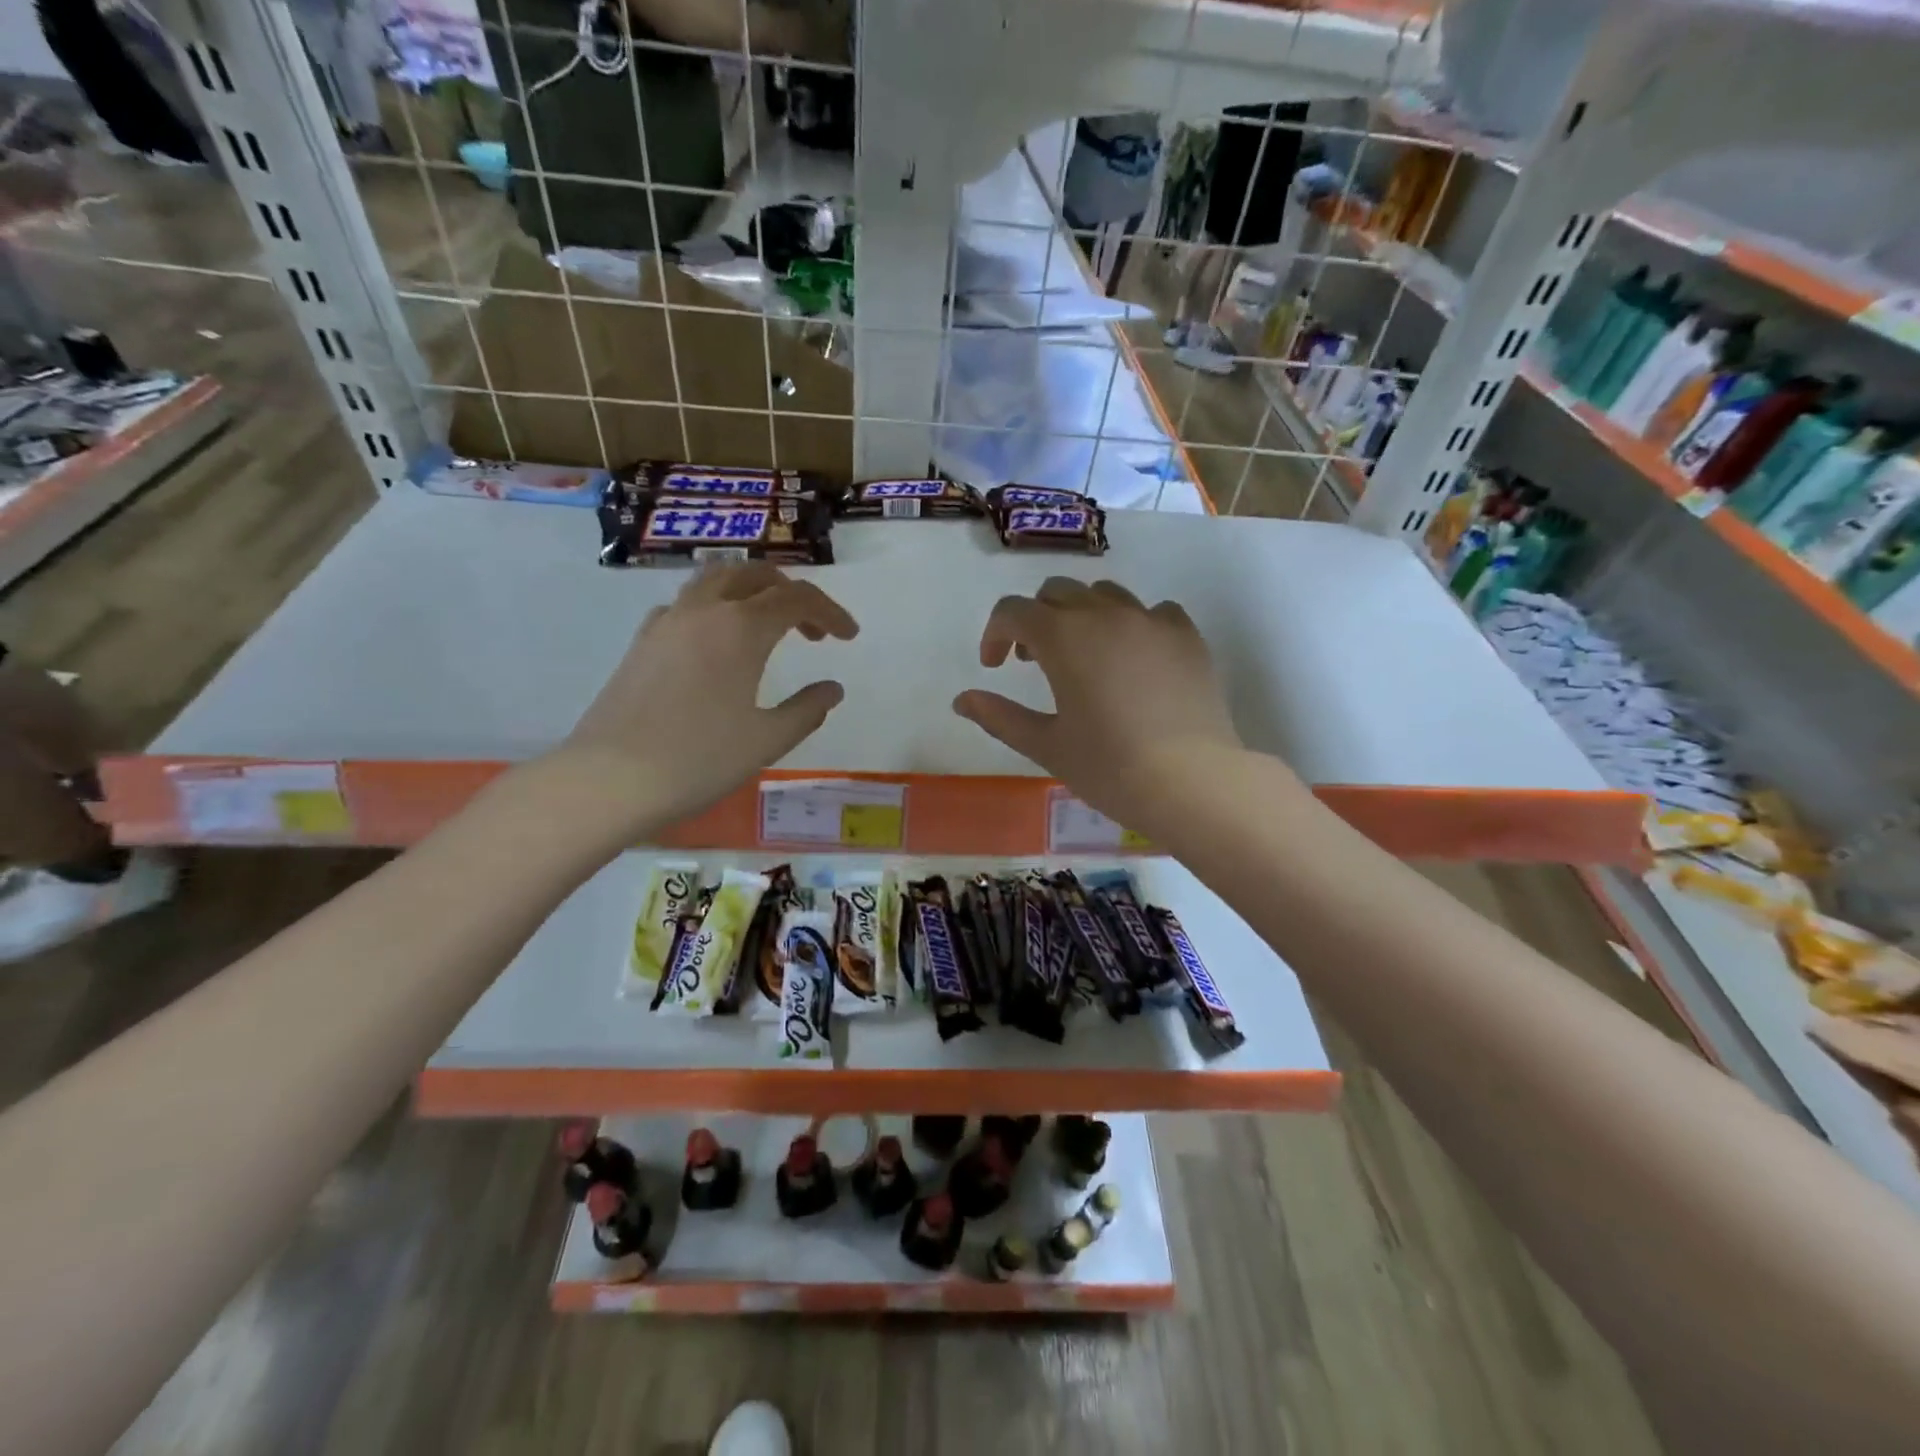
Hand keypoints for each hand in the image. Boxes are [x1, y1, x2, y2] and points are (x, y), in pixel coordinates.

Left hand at [556, 562, 857, 829]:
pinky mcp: (642, 642)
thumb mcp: (767, 740)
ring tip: (766, 626)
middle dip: (791, 594)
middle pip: (755, 575)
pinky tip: (716, 644)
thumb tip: (832, 689)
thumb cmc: (699, 759)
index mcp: (742, 628)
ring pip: (715, 580)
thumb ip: (806, 709)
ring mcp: (667, 622)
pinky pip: (685, 604)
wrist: (610, 779)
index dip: (830, 612)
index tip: (849, 637)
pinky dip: (714, 609)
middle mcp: (704, 611)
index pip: (798, 598)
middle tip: (811, 631)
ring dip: (750, 591)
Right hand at [952, 578, 1247, 836]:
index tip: (995, 667)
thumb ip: (999, 716)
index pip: (1014, 611)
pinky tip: (1135, 658)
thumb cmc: (1109, 766)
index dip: (995, 634)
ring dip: (1082, 615)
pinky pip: (1153, 611)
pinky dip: (1133, 624)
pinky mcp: (1187, 635)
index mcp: (1063, 637)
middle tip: (1033, 660)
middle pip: (1057, 592)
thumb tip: (962, 700)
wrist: (1192, 781)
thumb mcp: (1045, 745)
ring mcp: (1151, 620)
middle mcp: (1105, 614)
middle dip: (1036, 619)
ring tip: (1084, 655)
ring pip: (1104, 594)